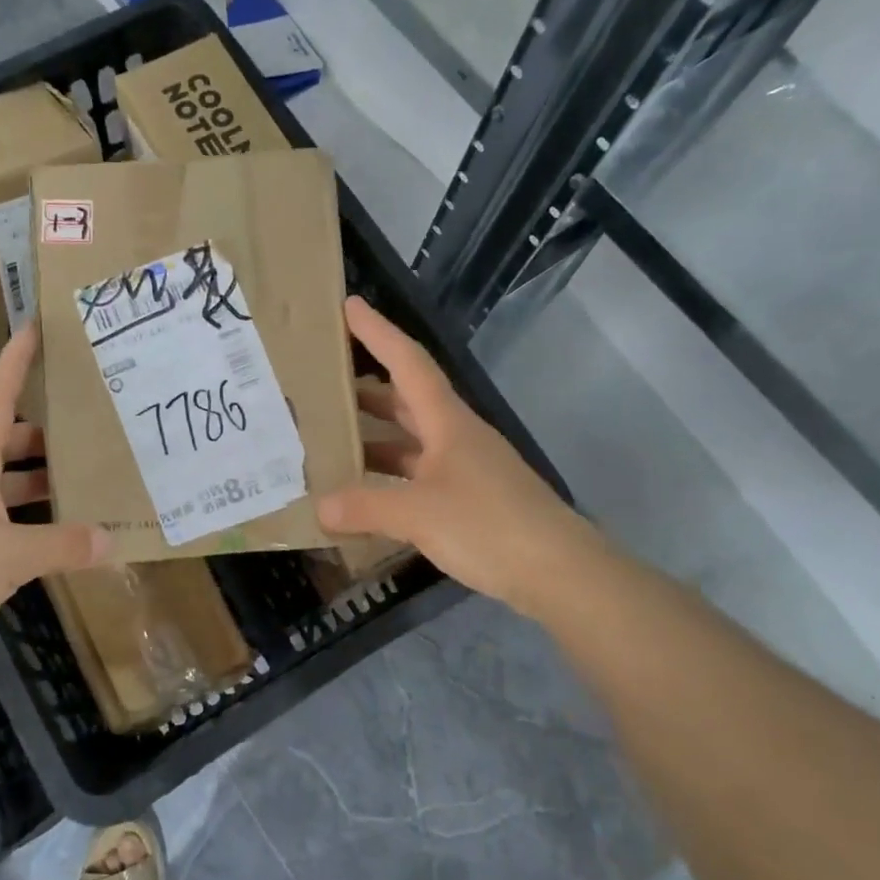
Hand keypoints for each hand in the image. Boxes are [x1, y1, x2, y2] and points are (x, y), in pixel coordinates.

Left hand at [0, 323, 107, 653]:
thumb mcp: (11, 555)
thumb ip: (63, 546)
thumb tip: (110, 541)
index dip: (15, 363)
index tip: (32, 328)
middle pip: (4, 443)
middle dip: (42, 435)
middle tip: (84, 431)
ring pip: (3, 485)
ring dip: (36, 482)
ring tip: (80, 484)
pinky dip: (26, 520)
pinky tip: (51, 536)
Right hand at [317, 297, 589, 616]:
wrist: (559, 572)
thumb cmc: (489, 525)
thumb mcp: (418, 513)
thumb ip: (365, 506)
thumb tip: (320, 506)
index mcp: (448, 422)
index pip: (408, 363)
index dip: (378, 333)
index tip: (349, 307)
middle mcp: (456, 437)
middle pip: (406, 400)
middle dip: (367, 388)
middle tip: (324, 383)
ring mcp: (465, 470)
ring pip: (411, 441)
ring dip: (375, 437)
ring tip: (333, 439)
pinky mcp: (470, 501)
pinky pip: (418, 477)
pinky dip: (390, 478)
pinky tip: (365, 494)